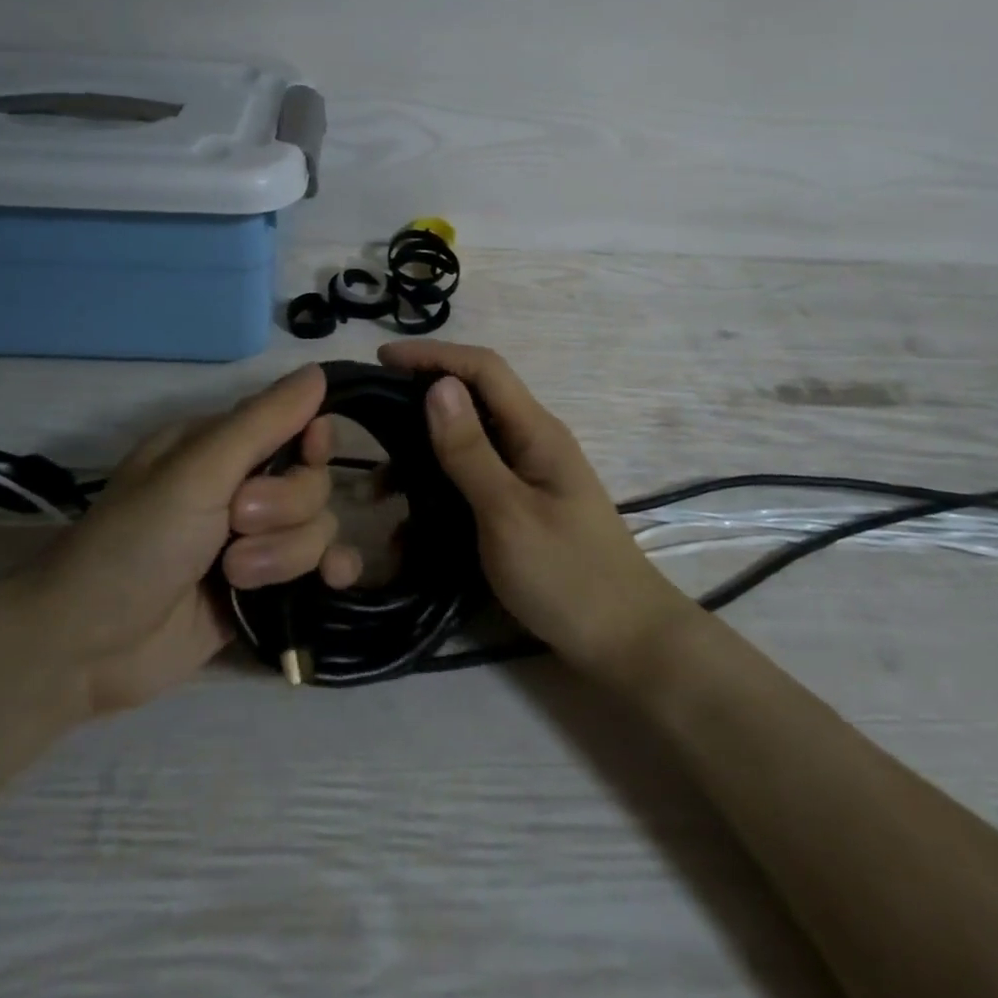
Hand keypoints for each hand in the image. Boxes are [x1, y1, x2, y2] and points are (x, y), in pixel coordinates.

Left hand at [26, 365, 362, 716]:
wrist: (87, 649)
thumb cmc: (134, 543)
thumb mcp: (196, 473)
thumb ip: (262, 422)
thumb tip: (318, 371)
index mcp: (221, 448)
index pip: (297, 426)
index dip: (313, 441)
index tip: (309, 454)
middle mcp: (243, 488)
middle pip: (313, 481)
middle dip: (285, 508)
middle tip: (235, 524)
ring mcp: (256, 541)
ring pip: (319, 527)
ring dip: (286, 553)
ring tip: (236, 576)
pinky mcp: (265, 588)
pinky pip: (322, 566)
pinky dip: (332, 570)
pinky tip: (332, 581)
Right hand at [379, 340, 693, 678]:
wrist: (625, 641)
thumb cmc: (567, 575)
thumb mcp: (508, 513)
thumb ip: (470, 451)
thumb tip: (438, 385)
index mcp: (536, 432)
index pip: (483, 369)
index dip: (433, 355)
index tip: (382, 359)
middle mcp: (532, 443)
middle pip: (472, 402)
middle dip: (419, 405)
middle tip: (372, 425)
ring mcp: (529, 477)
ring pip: (467, 447)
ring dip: (423, 459)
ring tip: (379, 489)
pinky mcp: (522, 508)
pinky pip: (472, 485)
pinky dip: (438, 495)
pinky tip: (409, 531)